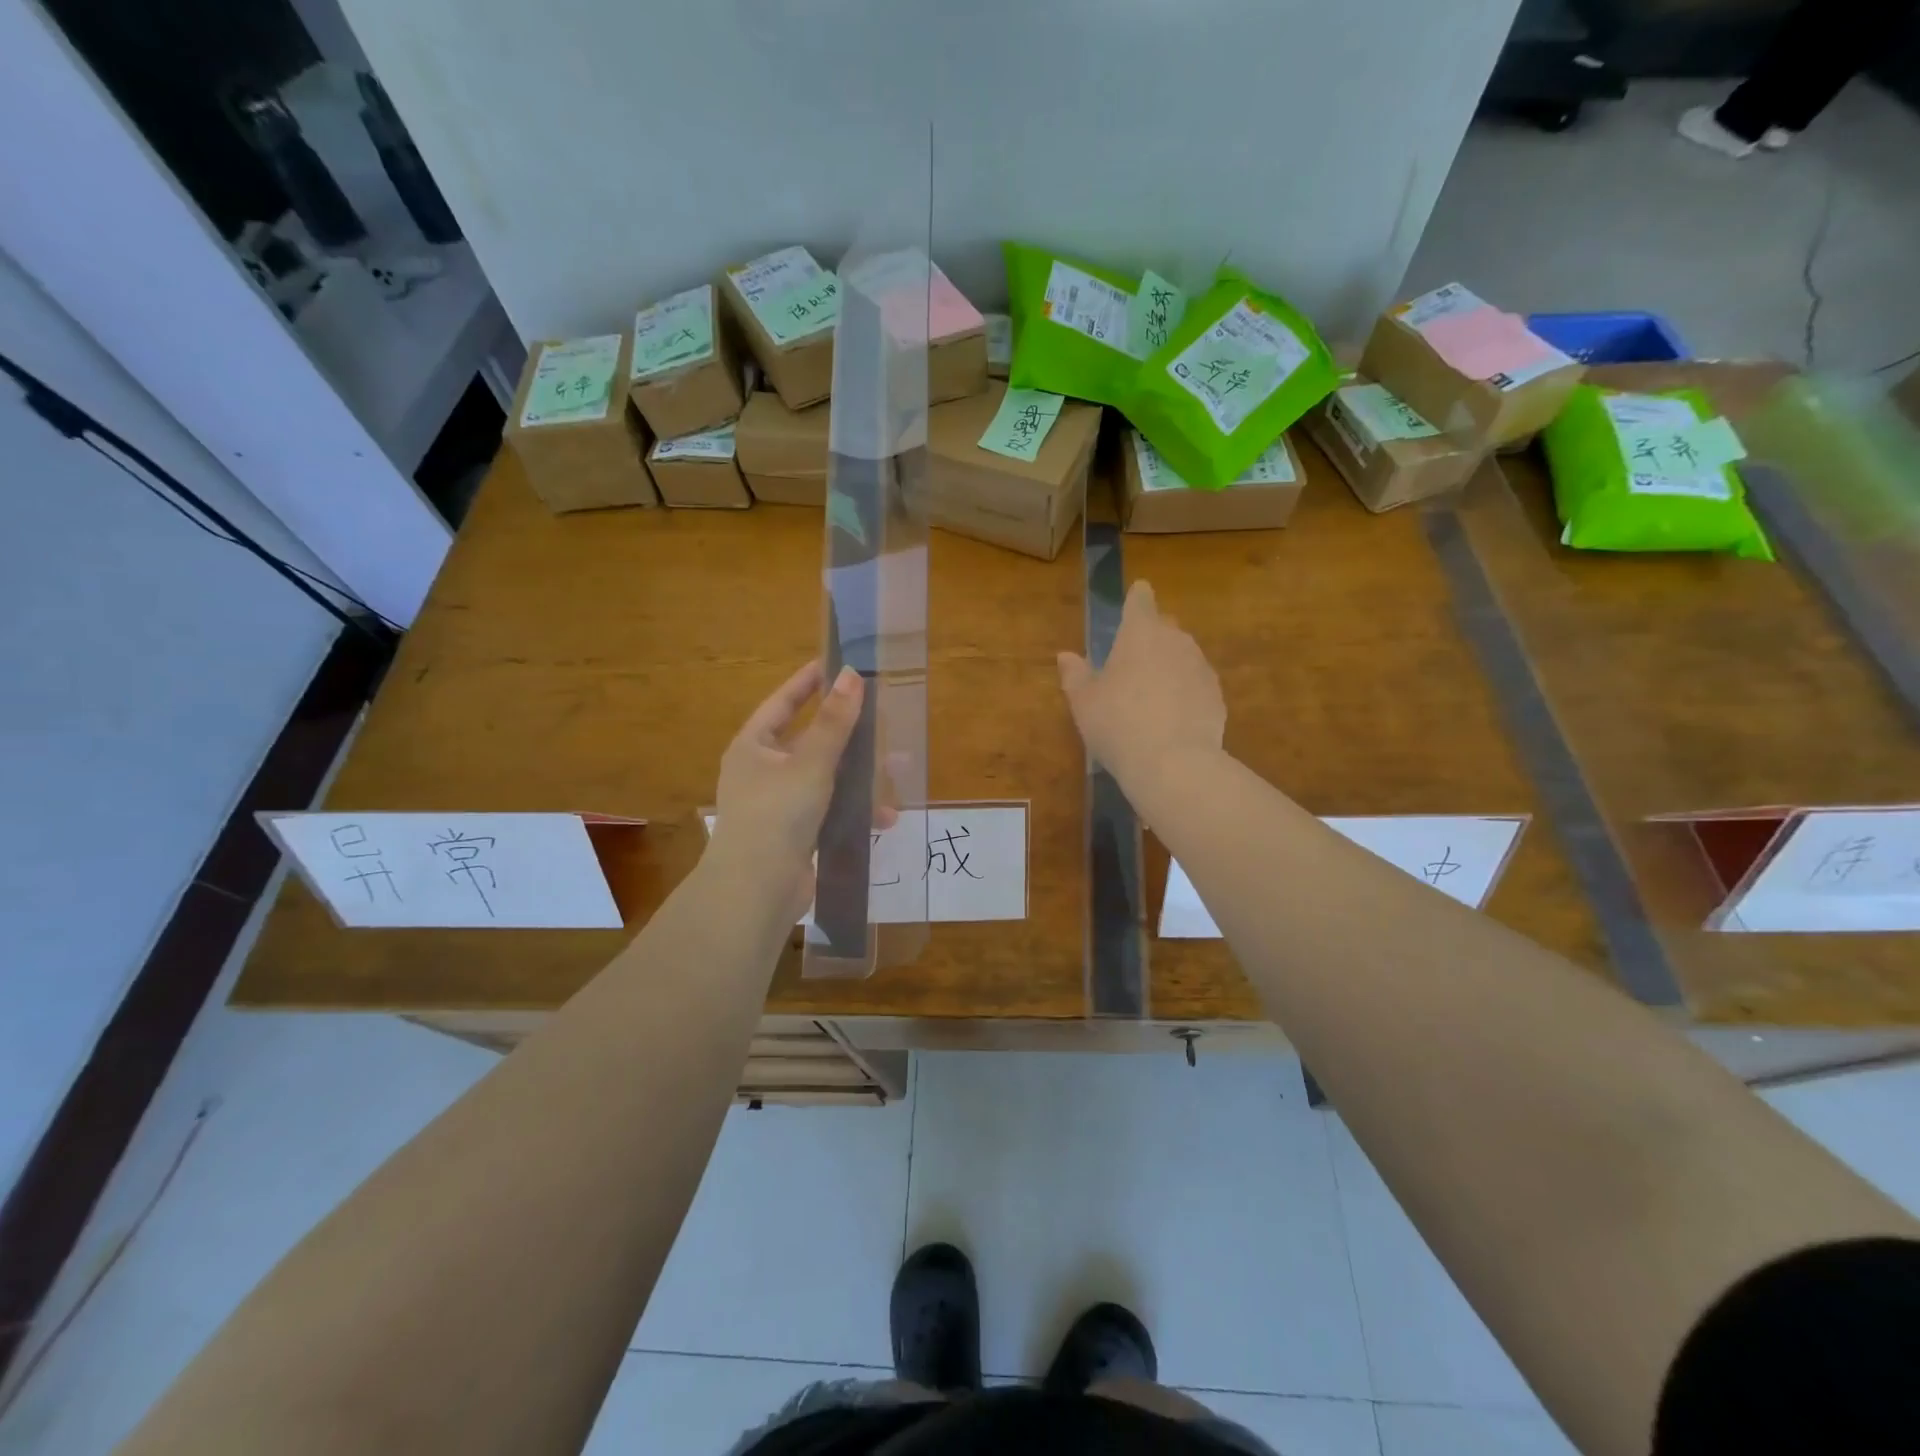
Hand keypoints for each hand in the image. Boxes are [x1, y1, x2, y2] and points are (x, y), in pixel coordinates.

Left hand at [710, 661, 863, 913]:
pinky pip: (830, 810)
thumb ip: (834, 722)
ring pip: (825, 778)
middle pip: (809, 741)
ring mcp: (779, 805)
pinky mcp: (796, 834)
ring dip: (858, 775)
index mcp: (753, 747)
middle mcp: (762, 772)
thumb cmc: (777, 815)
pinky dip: (854, 810)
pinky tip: (884, 817)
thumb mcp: (811, 764)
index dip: (807, 683)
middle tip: (879, 717)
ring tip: (896, 770)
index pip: (782, 703)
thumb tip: (852, 674)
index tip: (835, 664)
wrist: (757, 891)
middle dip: (847, 734)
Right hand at [1057, 580, 1224, 791]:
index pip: (1140, 600)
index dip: (1136, 598)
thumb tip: (1066, 656)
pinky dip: (1185, 691)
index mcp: (1140, 633)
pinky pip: (1196, 684)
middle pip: (1165, 627)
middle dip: (1151, 636)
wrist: (1173, 763)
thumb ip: (1075, 675)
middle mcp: (1175, 640)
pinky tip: (1172, 716)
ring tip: (1152, 693)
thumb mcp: (1084, 702)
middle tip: (1132, 660)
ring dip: (1169, 665)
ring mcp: (1201, 667)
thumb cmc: (1118, 724)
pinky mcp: (1217, 695)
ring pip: (1183, 655)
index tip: (1135, 598)